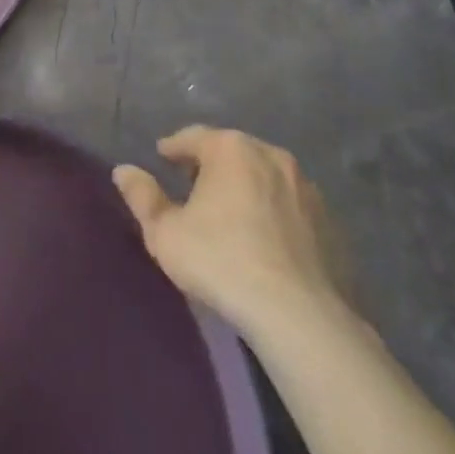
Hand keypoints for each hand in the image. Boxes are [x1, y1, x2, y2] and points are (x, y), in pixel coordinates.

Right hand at [114, 126, 346, 333]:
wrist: (302, 317)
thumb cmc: (222, 262)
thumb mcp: (165, 233)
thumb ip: (142, 197)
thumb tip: (123, 170)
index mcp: (231, 149)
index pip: (193, 137)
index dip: (174, 148)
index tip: (163, 159)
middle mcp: (271, 155)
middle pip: (232, 152)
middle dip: (211, 164)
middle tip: (193, 186)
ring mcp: (307, 189)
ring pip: (265, 177)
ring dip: (246, 187)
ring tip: (230, 214)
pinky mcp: (331, 223)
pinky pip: (291, 207)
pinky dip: (274, 213)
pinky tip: (265, 241)